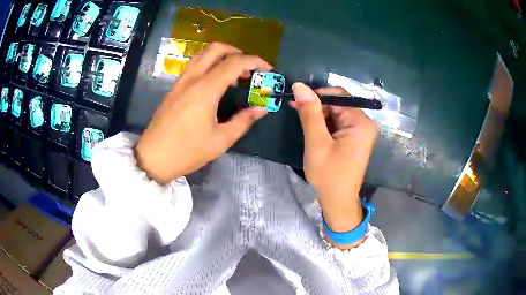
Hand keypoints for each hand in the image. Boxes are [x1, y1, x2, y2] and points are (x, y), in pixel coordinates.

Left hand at [135, 43, 271, 183]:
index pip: (234, 63)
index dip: (255, 62)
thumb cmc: (187, 152)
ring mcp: (180, 82)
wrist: (153, 158)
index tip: (268, 70)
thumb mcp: (221, 141)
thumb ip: (243, 121)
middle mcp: (192, 79)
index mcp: (205, 90)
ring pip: (202, 55)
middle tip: (249, 67)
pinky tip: (215, 82)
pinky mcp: (174, 88)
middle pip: (216, 48)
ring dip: (222, 56)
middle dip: (237, 52)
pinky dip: (209, 64)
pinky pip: (194, 66)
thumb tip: (261, 108)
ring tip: (234, 74)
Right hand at [291, 83, 377, 247]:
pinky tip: (314, 134)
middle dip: (317, 108)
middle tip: (297, 115)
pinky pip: (338, 124)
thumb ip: (310, 112)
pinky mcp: (354, 139)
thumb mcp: (316, 142)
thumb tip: (300, 85)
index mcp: (360, 122)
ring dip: (319, 117)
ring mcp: (360, 132)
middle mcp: (364, 123)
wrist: (338, 202)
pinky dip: (324, 126)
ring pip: (336, 113)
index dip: (316, 95)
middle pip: (338, 104)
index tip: (296, 101)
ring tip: (306, 129)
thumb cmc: (328, 175)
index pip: (338, 95)